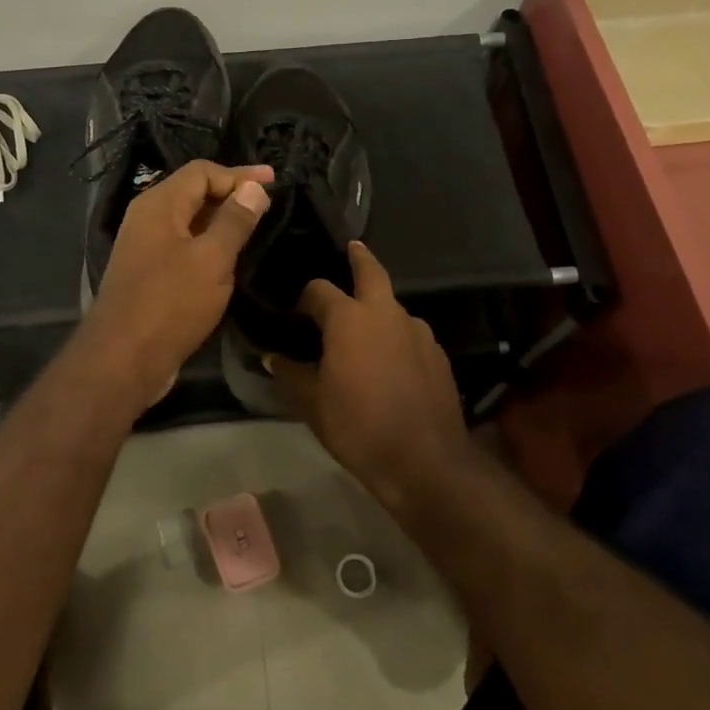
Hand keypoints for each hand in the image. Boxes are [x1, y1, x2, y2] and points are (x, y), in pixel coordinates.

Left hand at [81, 160, 272, 402]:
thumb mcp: (212, 259)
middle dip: (231, 193)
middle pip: (193, 192)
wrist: (123, 360)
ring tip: (255, 226)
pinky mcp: (148, 273)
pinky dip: (208, 244)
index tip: (273, 182)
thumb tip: (254, 188)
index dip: (239, 174)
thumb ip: (234, 220)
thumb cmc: (170, 303)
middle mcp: (147, 218)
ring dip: (221, 220)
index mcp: (159, 205)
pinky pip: (183, 245)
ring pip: (189, 221)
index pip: (201, 172)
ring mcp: (145, 247)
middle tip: (268, 202)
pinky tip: (229, 258)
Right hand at [268, 241, 467, 499]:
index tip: (296, 309)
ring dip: (378, 308)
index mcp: (349, 318)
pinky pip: (410, 333)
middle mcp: (385, 313)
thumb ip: (291, 374)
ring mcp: (418, 331)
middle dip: (359, 257)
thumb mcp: (313, 404)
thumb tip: (271, 358)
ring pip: (393, 306)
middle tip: (351, 248)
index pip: (319, 290)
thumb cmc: (359, 426)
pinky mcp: (438, 353)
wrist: (425, 460)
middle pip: (371, 271)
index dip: (305, 296)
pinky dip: (396, 336)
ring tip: (364, 328)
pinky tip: (390, 360)